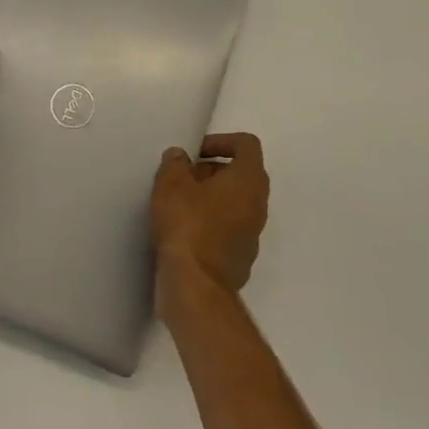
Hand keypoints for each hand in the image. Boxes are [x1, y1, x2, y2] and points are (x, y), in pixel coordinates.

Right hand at [151, 133, 269, 320]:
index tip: (195, 153)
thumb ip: (175, 162)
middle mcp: (258, 205)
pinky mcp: (241, 258)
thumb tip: (181, 157)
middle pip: (241, 174)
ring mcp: (252, 235)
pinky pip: (228, 229)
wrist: (195, 287)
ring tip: (178, 204)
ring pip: (235, 203)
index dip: (222, 141)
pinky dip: (210, 223)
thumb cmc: (187, 225)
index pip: (247, 145)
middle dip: (211, 170)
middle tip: (182, 178)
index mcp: (248, 180)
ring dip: (210, 198)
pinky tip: (183, 232)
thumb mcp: (171, 183)